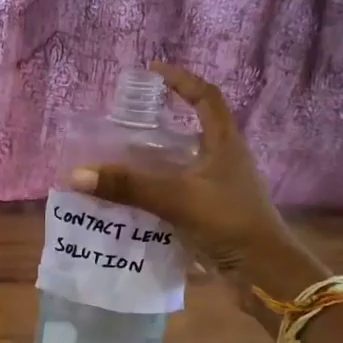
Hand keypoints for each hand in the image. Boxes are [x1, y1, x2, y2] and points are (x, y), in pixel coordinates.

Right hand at [73, 63, 319, 283]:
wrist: (263, 272)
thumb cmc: (228, 222)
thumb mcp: (176, 198)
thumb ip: (129, 187)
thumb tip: (78, 175)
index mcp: (225, 144)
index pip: (206, 97)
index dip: (182, 80)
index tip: (154, 71)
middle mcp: (225, 160)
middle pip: (194, 129)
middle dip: (162, 122)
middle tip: (127, 121)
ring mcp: (221, 188)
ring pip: (185, 163)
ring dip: (157, 159)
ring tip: (122, 159)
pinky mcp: (215, 212)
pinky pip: (181, 191)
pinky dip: (159, 189)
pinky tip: (135, 199)